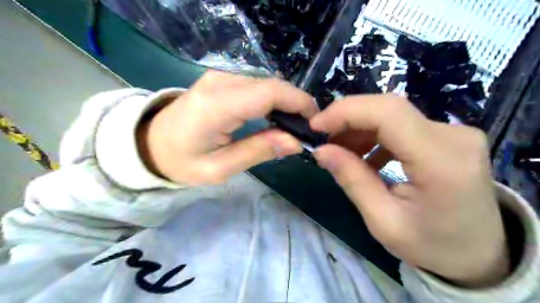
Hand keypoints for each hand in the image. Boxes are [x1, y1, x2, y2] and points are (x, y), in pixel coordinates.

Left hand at [137, 70, 316, 184]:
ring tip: (294, 126)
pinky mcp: (221, 79)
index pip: (271, 92)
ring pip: (267, 84)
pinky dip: (272, 99)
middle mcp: (221, 81)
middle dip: (296, 104)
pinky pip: (256, 85)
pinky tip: (276, 116)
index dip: (299, 103)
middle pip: (272, 85)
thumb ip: (259, 150)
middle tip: (306, 129)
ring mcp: (220, 77)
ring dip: (285, 102)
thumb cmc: (181, 161)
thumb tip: (296, 141)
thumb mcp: (220, 167)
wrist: (150, 143)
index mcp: (219, 104)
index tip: (315, 123)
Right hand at [310, 95, 508, 287]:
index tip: (316, 126)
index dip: (346, 111)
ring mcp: (454, 133)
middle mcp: (454, 137)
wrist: (478, 254)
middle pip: (389, 108)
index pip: (389, 113)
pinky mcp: (447, 135)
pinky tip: (363, 154)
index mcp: (441, 162)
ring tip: (339, 150)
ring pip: (392, 113)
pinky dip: (374, 134)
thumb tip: (321, 150)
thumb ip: (352, 180)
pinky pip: (401, 124)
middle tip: (323, 138)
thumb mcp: (383, 221)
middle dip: (347, 117)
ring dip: (359, 127)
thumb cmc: (431, 245)